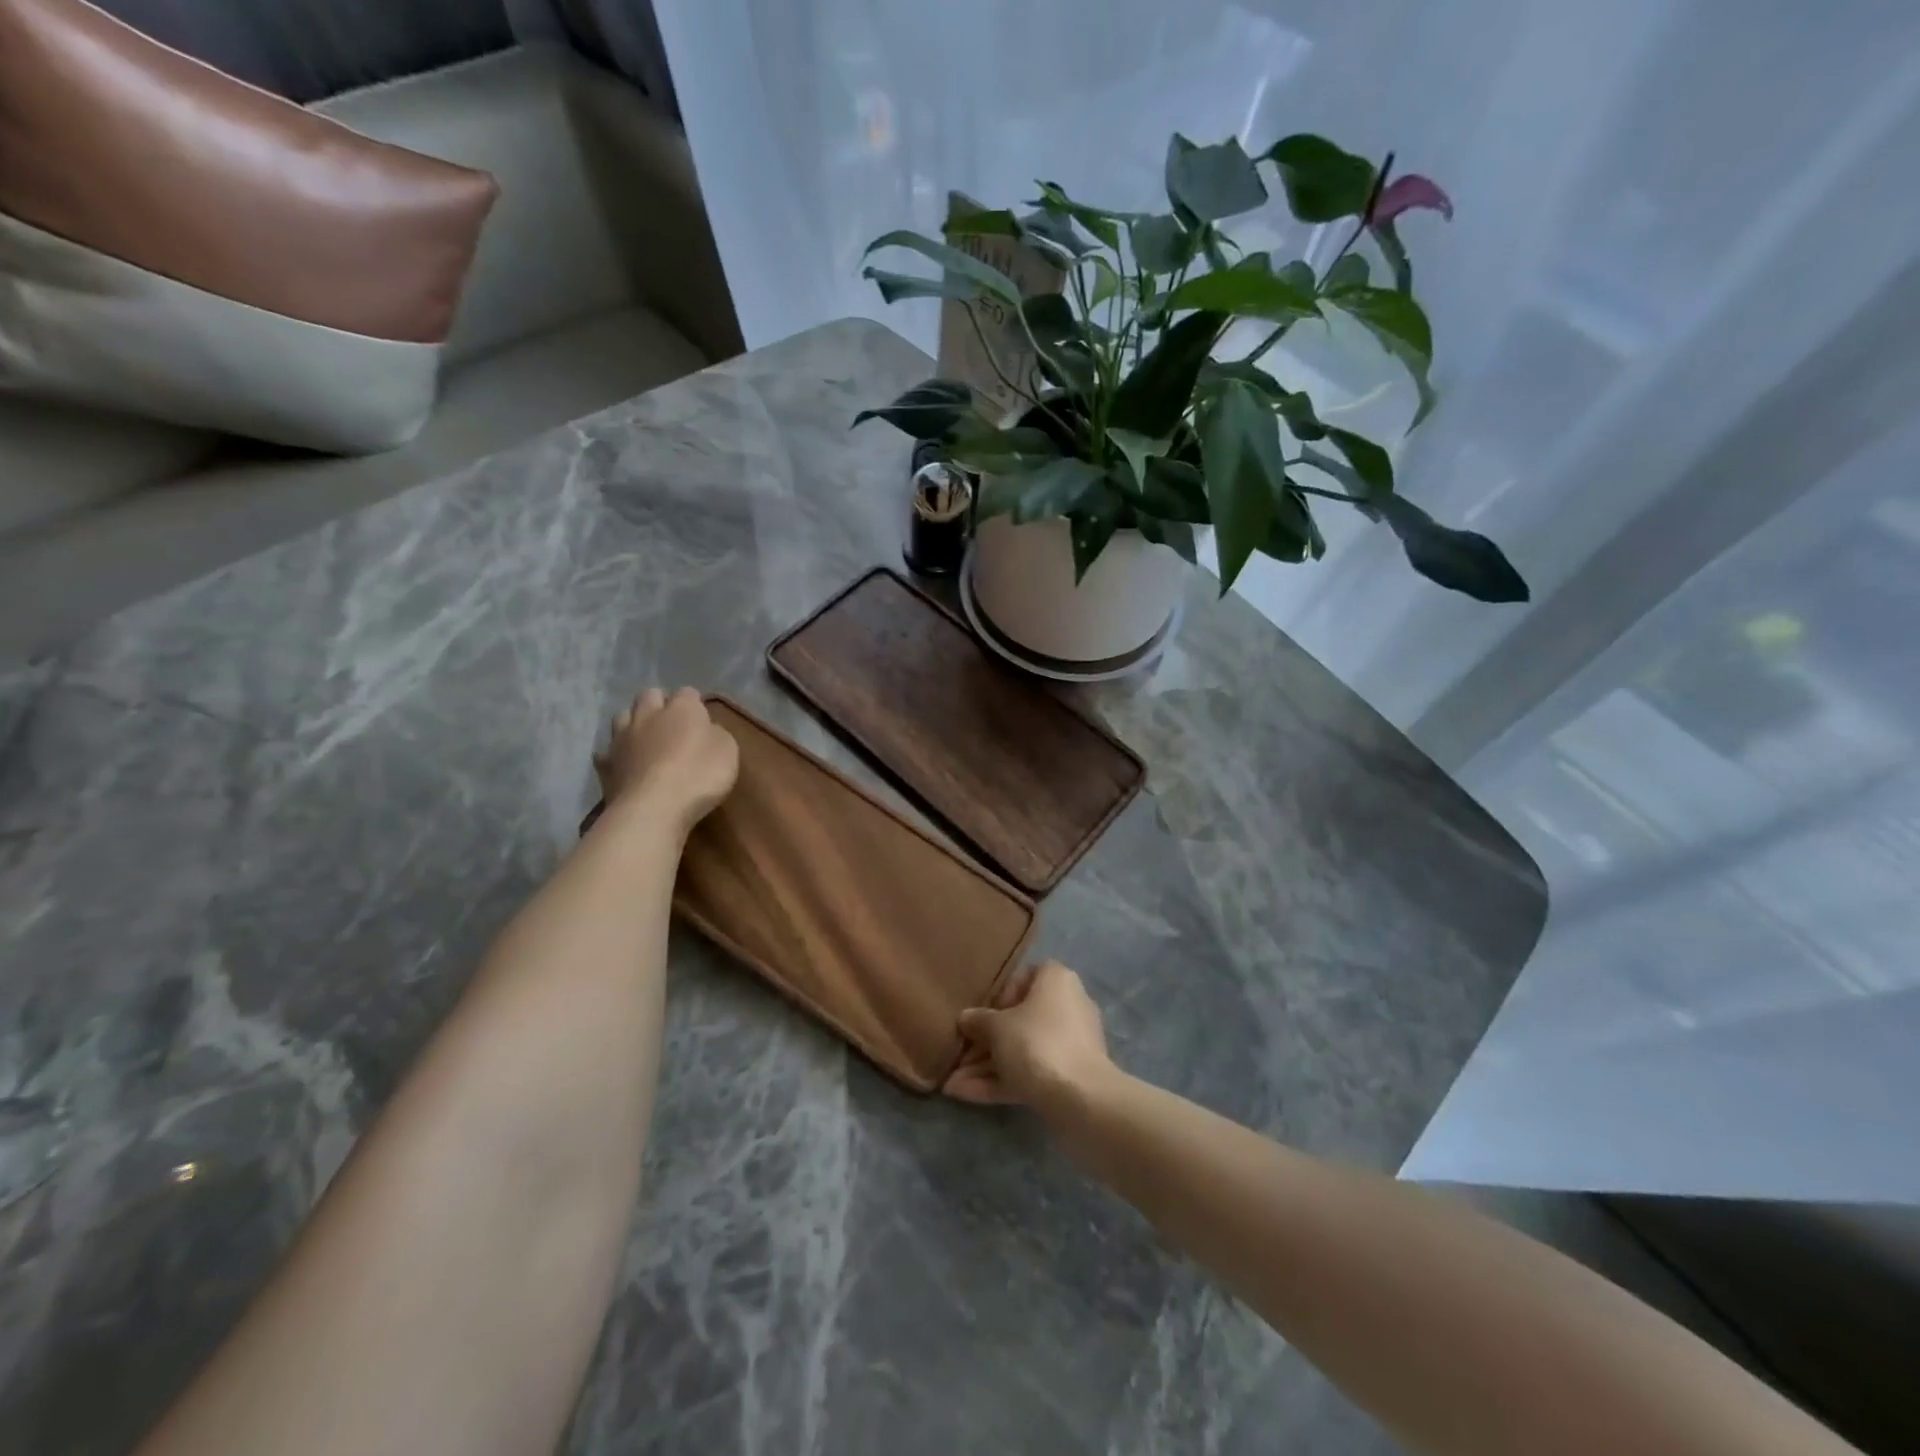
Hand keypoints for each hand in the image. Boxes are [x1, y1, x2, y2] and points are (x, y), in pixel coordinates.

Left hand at [593, 688, 738, 833]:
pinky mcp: (605, 764)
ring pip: (622, 716)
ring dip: (633, 722)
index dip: (695, 703)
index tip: (702, 718)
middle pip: (649, 695)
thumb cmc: (698, 776)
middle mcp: (648, 715)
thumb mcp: (728, 752)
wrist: (652, 808)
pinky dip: (615, 755)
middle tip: (671, 722)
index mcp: (682, 709)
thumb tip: (706, 730)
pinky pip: (606, 751)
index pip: (688, 692)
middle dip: (659, 703)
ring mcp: (622, 738)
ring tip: (644, 738)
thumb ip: (716, 734)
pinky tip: (623, 764)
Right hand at [945, 960, 1114, 1108]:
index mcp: (1056, 981)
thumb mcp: (997, 1027)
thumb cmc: (1037, 1044)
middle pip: (1019, 1019)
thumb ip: (978, 1021)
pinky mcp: (1068, 1078)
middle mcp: (1067, 1007)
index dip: (999, 995)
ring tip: (951, 1083)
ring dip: (987, 1066)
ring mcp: (1069, 1045)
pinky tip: (965, 1095)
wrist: (1081, 1100)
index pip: (1024, 977)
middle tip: (958, 1055)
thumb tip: (965, 1018)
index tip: (981, 1014)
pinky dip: (1001, 1082)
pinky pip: (1030, 1073)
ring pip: (1021, 1050)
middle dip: (985, 1041)